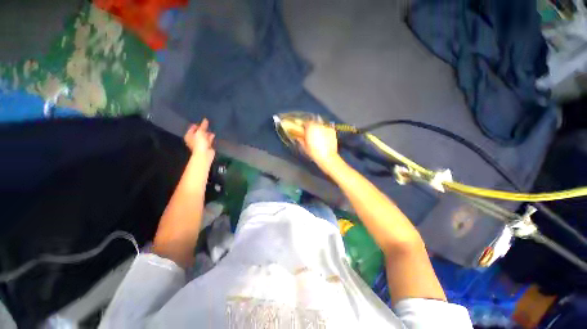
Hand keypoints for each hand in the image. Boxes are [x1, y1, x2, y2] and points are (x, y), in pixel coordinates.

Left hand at [184, 118, 215, 166]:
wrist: (204, 154)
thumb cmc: (199, 143)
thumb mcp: (200, 132)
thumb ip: (203, 126)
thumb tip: (205, 119)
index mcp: (189, 136)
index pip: (192, 128)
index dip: (196, 125)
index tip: (202, 122)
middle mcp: (193, 139)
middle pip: (198, 132)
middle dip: (202, 129)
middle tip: (207, 125)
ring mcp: (200, 143)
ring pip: (203, 136)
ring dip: (207, 133)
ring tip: (211, 130)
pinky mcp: (206, 146)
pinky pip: (208, 140)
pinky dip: (210, 138)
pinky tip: (213, 135)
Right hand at [298, 122, 339, 170]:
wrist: (327, 157)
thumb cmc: (314, 152)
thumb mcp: (304, 147)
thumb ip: (300, 140)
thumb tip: (298, 137)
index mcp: (310, 128)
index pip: (306, 122)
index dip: (305, 126)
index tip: (304, 130)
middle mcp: (318, 125)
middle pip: (314, 123)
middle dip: (312, 127)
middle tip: (311, 134)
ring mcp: (326, 127)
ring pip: (321, 126)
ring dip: (319, 129)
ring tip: (319, 137)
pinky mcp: (332, 131)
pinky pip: (327, 129)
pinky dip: (325, 132)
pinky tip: (325, 138)